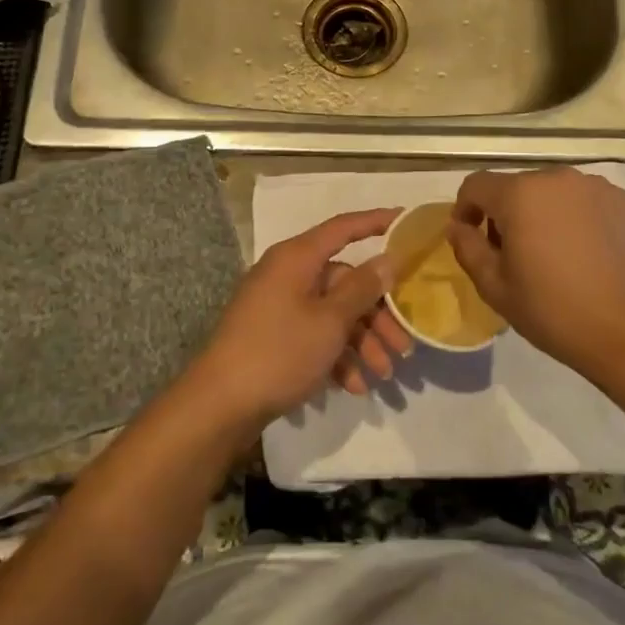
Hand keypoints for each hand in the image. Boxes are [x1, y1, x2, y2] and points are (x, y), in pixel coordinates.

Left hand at [190, 209, 413, 431]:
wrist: (219, 406)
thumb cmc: (278, 352)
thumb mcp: (329, 321)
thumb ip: (362, 287)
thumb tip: (388, 259)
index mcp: (297, 258)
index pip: (343, 228)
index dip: (375, 221)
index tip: (405, 218)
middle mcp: (288, 275)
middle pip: (344, 281)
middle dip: (377, 313)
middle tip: (403, 343)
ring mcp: (279, 307)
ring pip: (333, 314)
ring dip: (362, 341)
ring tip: (384, 374)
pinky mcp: (274, 337)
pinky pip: (315, 336)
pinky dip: (337, 356)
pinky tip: (355, 386)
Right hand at [447, 168, 624, 377]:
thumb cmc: (553, 310)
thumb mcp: (495, 287)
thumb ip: (467, 248)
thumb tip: (457, 226)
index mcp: (519, 194)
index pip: (476, 185)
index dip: (464, 208)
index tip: (469, 236)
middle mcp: (556, 178)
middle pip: (516, 187)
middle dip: (505, 214)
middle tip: (510, 254)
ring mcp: (593, 186)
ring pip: (551, 192)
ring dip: (540, 213)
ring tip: (550, 253)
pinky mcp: (622, 200)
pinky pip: (583, 200)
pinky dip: (574, 217)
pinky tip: (583, 252)